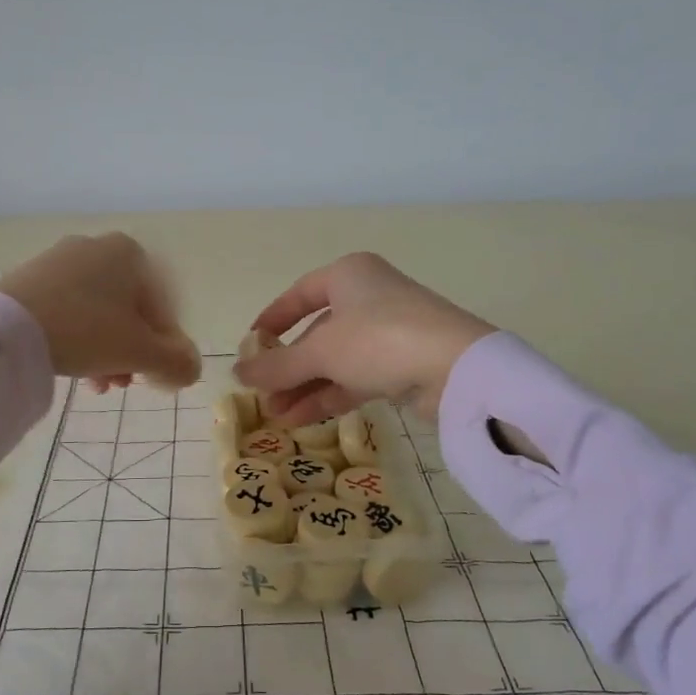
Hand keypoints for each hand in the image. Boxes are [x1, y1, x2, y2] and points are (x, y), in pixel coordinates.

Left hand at [0, 233, 201, 389]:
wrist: (6, 327)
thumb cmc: (86, 330)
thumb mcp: (139, 352)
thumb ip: (175, 361)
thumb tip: (190, 370)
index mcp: (130, 253)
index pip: (163, 304)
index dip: (166, 345)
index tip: (156, 376)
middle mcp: (97, 246)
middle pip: (129, 309)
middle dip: (132, 351)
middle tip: (124, 383)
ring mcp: (60, 260)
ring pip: (99, 312)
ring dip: (107, 350)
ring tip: (98, 384)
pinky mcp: (31, 278)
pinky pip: (69, 309)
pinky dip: (78, 338)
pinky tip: (73, 367)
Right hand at [234, 252, 494, 424]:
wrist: (457, 369)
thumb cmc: (379, 339)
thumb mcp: (321, 351)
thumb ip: (277, 365)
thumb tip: (237, 375)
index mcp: (348, 275)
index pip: (300, 293)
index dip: (273, 318)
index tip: (252, 344)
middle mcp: (368, 297)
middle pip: (317, 333)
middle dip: (288, 367)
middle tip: (262, 395)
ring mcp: (388, 332)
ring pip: (336, 359)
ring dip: (305, 387)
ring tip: (276, 416)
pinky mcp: (403, 364)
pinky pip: (355, 377)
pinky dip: (329, 395)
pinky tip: (302, 419)